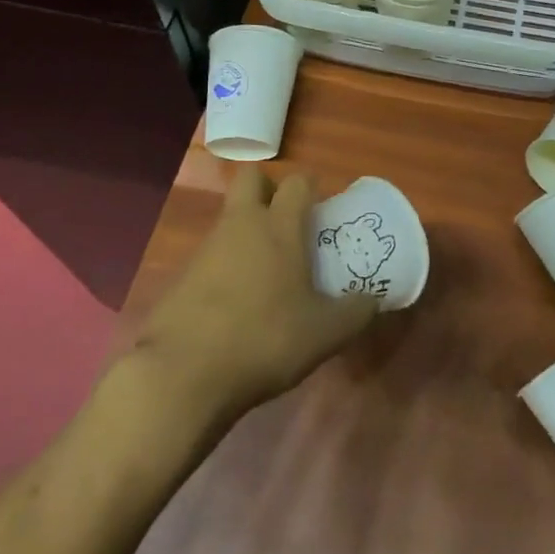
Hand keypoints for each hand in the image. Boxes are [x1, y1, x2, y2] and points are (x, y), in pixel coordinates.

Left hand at [134, 166, 380, 421]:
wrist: (182, 375)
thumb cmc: (263, 340)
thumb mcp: (324, 335)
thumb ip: (354, 313)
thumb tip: (373, 300)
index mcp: (279, 227)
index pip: (297, 181)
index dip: (310, 188)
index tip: (320, 210)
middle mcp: (241, 224)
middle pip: (252, 178)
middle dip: (269, 189)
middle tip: (286, 223)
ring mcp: (206, 248)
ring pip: (230, 218)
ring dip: (246, 233)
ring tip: (266, 276)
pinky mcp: (181, 276)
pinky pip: (210, 256)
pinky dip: (224, 268)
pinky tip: (235, 306)